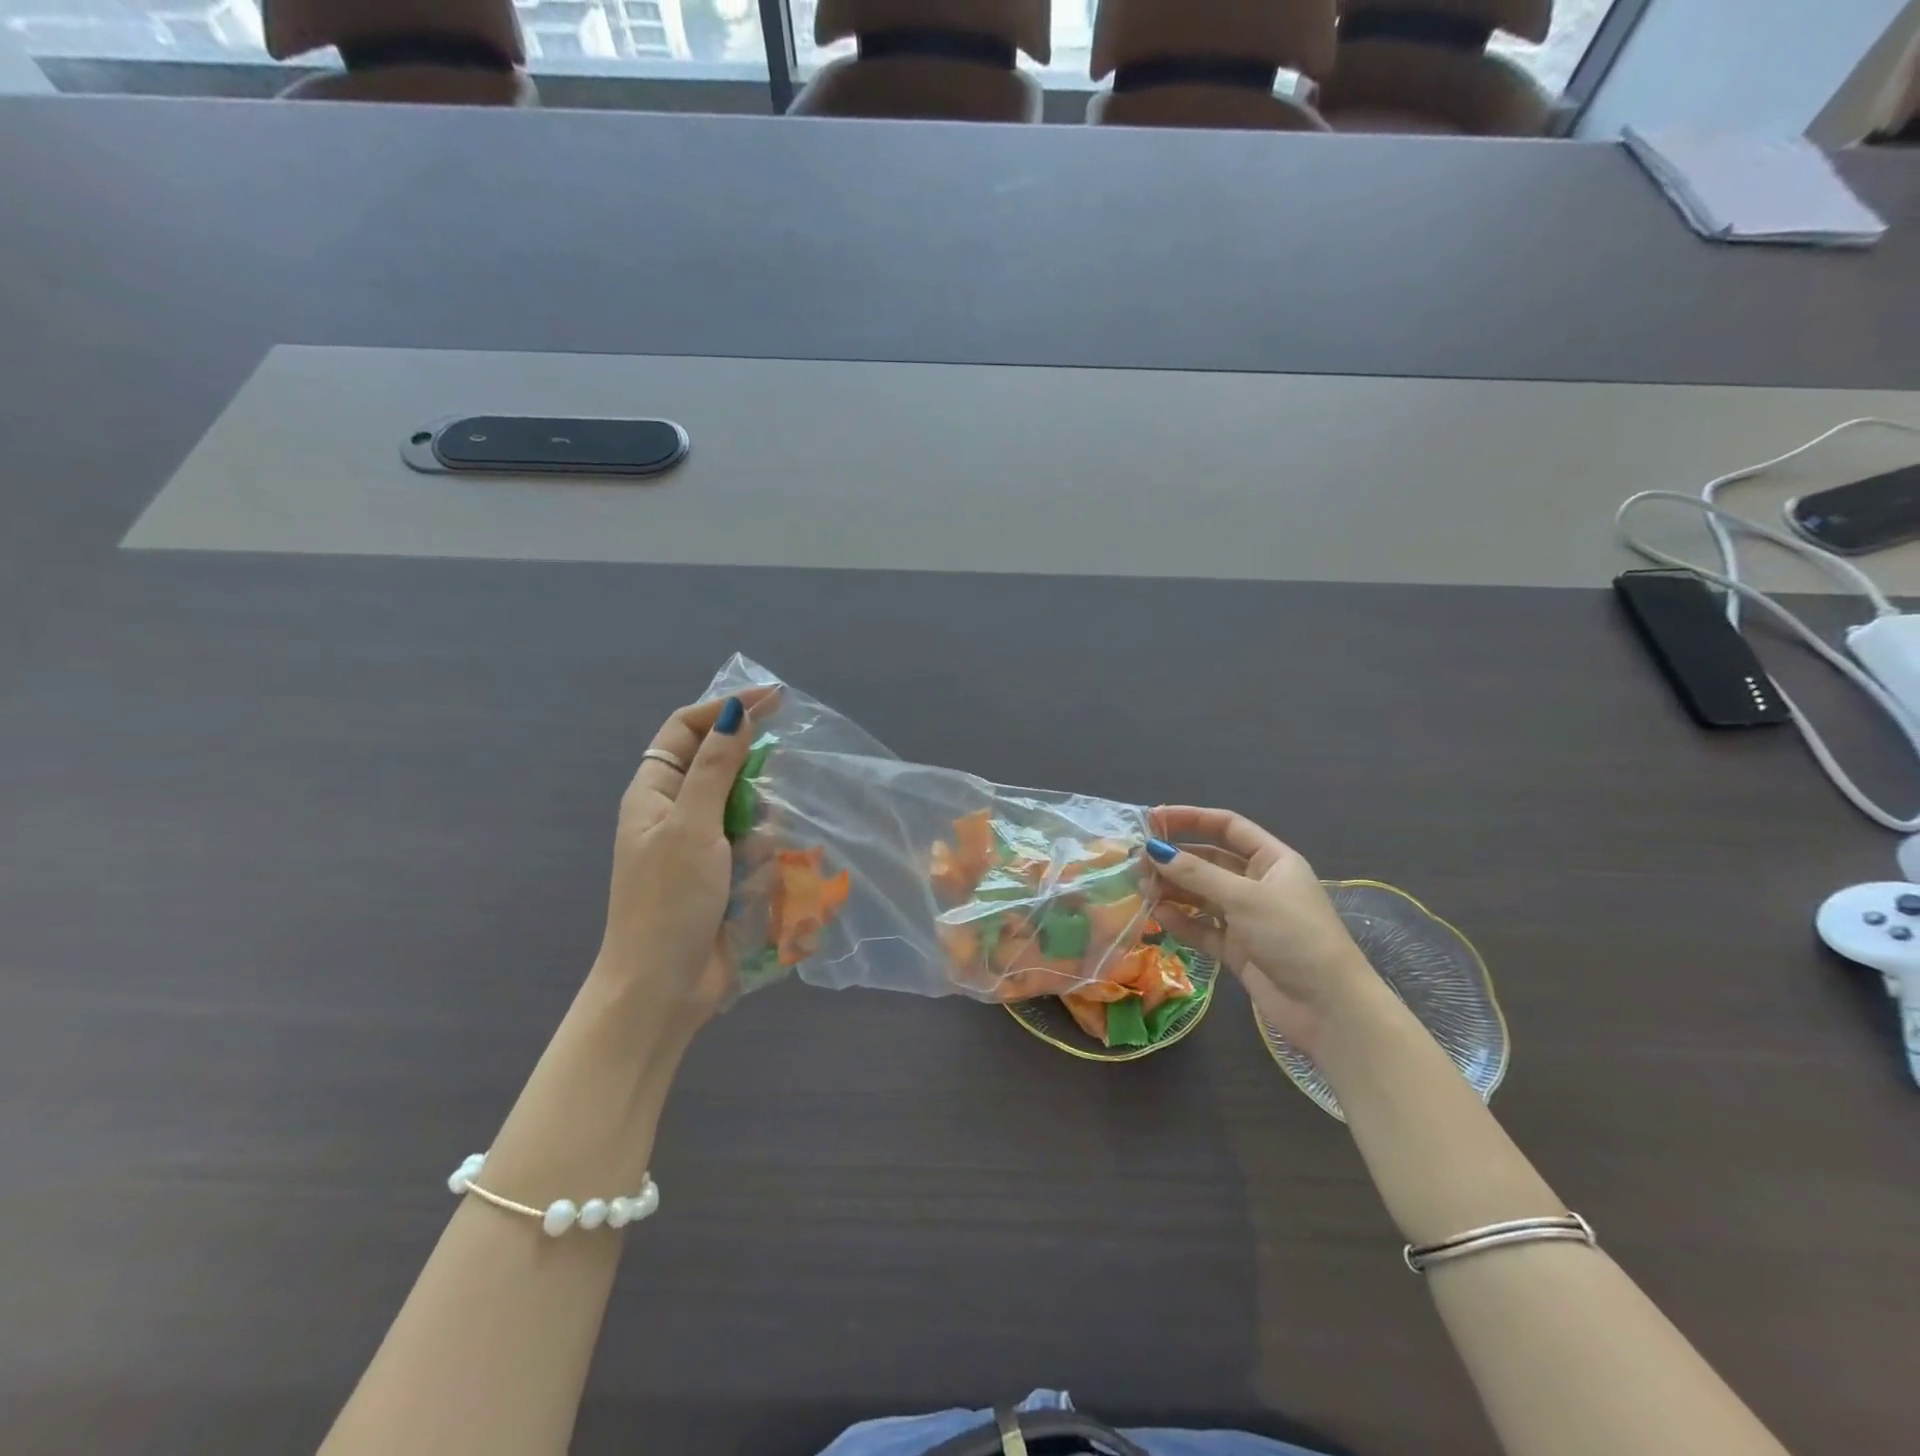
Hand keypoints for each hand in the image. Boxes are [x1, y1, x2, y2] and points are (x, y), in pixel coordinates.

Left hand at [597, 688, 776, 1028]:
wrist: (661, 989)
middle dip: (751, 774)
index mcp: (654, 792)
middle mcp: (675, 813)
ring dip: (759, 825)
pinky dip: (763, 857)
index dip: (727, 708)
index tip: (775, 701)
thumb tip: (737, 712)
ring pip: (744, 810)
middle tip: (776, 784)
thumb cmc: (669, 902)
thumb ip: (717, 768)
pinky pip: (753, 848)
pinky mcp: (722, 878)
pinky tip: (761, 880)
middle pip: (720, 767)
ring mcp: (699, 848)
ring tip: (756, 854)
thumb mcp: (693, 827)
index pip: (688, 728)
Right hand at [1147, 806, 1378, 1056]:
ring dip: (1173, 891)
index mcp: (1273, 861)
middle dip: (1175, 860)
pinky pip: (1202, 928)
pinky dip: (1181, 922)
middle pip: (1209, 862)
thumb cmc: (1294, 936)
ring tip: (1141, 889)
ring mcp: (1247, 918)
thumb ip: (1196, 874)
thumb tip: (1153, 849)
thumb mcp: (1244, 898)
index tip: (1153, 819)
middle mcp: (1259, 884)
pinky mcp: (1238, 949)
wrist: (1329, 1009)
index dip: (1191, 818)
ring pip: (1202, 896)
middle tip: (1137, 862)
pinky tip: (1158, 916)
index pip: (1228, 827)